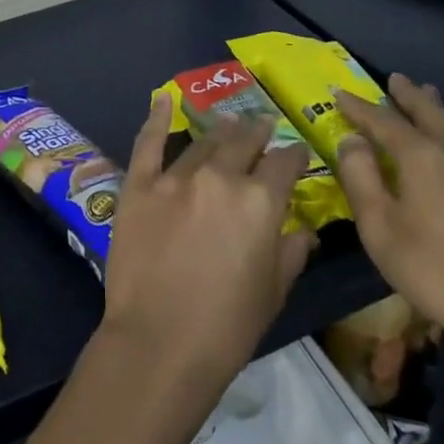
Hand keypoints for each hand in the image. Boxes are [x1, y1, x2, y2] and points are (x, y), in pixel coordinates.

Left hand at [100, 98, 314, 390]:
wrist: (159, 344)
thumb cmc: (227, 327)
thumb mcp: (273, 292)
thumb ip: (290, 253)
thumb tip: (304, 231)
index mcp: (259, 201)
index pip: (283, 164)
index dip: (292, 156)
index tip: (295, 152)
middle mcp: (219, 177)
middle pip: (242, 142)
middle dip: (257, 132)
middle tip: (262, 124)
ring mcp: (175, 177)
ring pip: (203, 142)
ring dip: (219, 130)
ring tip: (228, 120)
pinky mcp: (139, 185)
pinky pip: (148, 143)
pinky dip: (156, 118)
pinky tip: (163, 99)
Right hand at [332, 75, 443, 364]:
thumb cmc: (437, 271)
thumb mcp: (380, 228)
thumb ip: (360, 178)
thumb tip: (351, 140)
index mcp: (421, 156)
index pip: (383, 121)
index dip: (358, 107)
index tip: (338, 92)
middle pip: (428, 114)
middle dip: (408, 96)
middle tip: (394, 78)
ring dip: (433, 108)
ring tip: (425, 94)